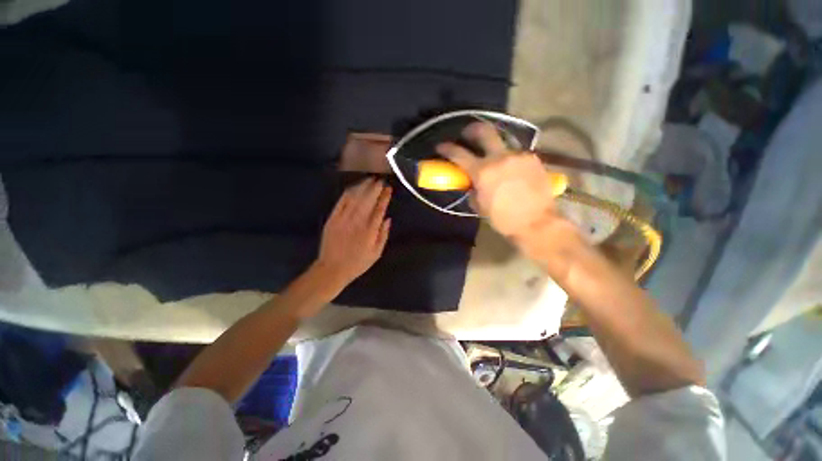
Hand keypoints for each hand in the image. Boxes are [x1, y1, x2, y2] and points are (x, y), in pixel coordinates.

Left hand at [314, 178, 391, 293]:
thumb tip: (388, 219)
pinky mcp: (333, 218)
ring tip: (370, 180)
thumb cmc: (357, 263)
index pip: (379, 208)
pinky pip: (342, 201)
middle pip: (368, 199)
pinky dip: (349, 192)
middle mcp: (357, 221)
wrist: (332, 269)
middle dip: (375, 188)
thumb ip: (383, 235)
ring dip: (363, 187)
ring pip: (355, 197)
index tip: (389, 188)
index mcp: (370, 230)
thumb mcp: (376, 253)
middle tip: (381, 180)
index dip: (385, 197)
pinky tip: (355, 187)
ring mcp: (344, 218)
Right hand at [436, 122, 558, 237]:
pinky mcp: (533, 159)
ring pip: (503, 141)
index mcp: (482, 172)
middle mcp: (500, 157)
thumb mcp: (480, 207)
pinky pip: (516, 153)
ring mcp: (518, 155)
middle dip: (472, 129)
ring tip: (494, 157)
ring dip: (494, 146)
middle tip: (468, 133)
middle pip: (484, 131)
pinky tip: (512, 169)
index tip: (441, 146)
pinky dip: (509, 159)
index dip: (447, 148)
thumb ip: (473, 190)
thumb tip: (472, 183)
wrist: (537, 223)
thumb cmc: (503, 219)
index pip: (459, 154)